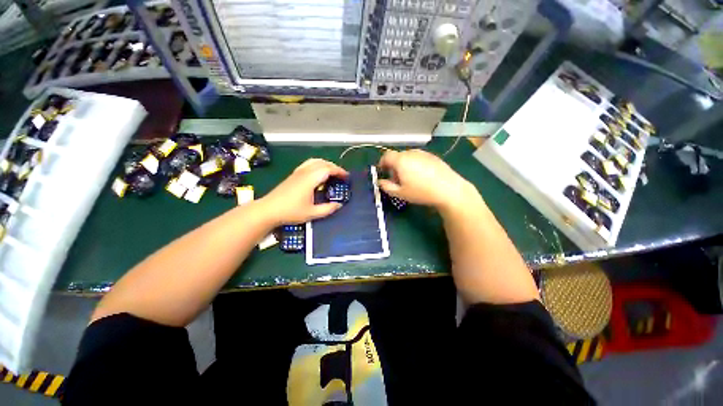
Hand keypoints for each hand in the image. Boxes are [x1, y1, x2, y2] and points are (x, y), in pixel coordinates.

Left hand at [260, 158, 348, 225]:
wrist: (268, 210)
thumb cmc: (291, 211)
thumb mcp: (312, 213)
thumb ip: (327, 209)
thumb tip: (339, 205)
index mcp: (310, 179)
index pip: (328, 169)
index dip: (339, 171)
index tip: (346, 177)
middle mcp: (305, 172)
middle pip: (323, 163)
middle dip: (334, 167)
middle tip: (341, 176)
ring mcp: (298, 172)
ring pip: (315, 161)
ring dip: (326, 164)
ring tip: (332, 173)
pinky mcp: (293, 174)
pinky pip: (309, 164)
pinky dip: (317, 165)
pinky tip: (318, 174)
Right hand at [378, 149, 478, 211]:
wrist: (449, 189)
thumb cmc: (421, 192)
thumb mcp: (400, 193)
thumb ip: (386, 186)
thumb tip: (380, 181)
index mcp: (401, 160)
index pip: (386, 156)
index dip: (382, 163)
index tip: (383, 172)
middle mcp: (411, 153)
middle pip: (397, 156)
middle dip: (393, 166)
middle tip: (396, 179)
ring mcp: (423, 153)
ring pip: (408, 157)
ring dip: (404, 165)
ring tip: (410, 179)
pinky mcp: (433, 156)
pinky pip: (418, 158)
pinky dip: (415, 164)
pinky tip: (422, 176)